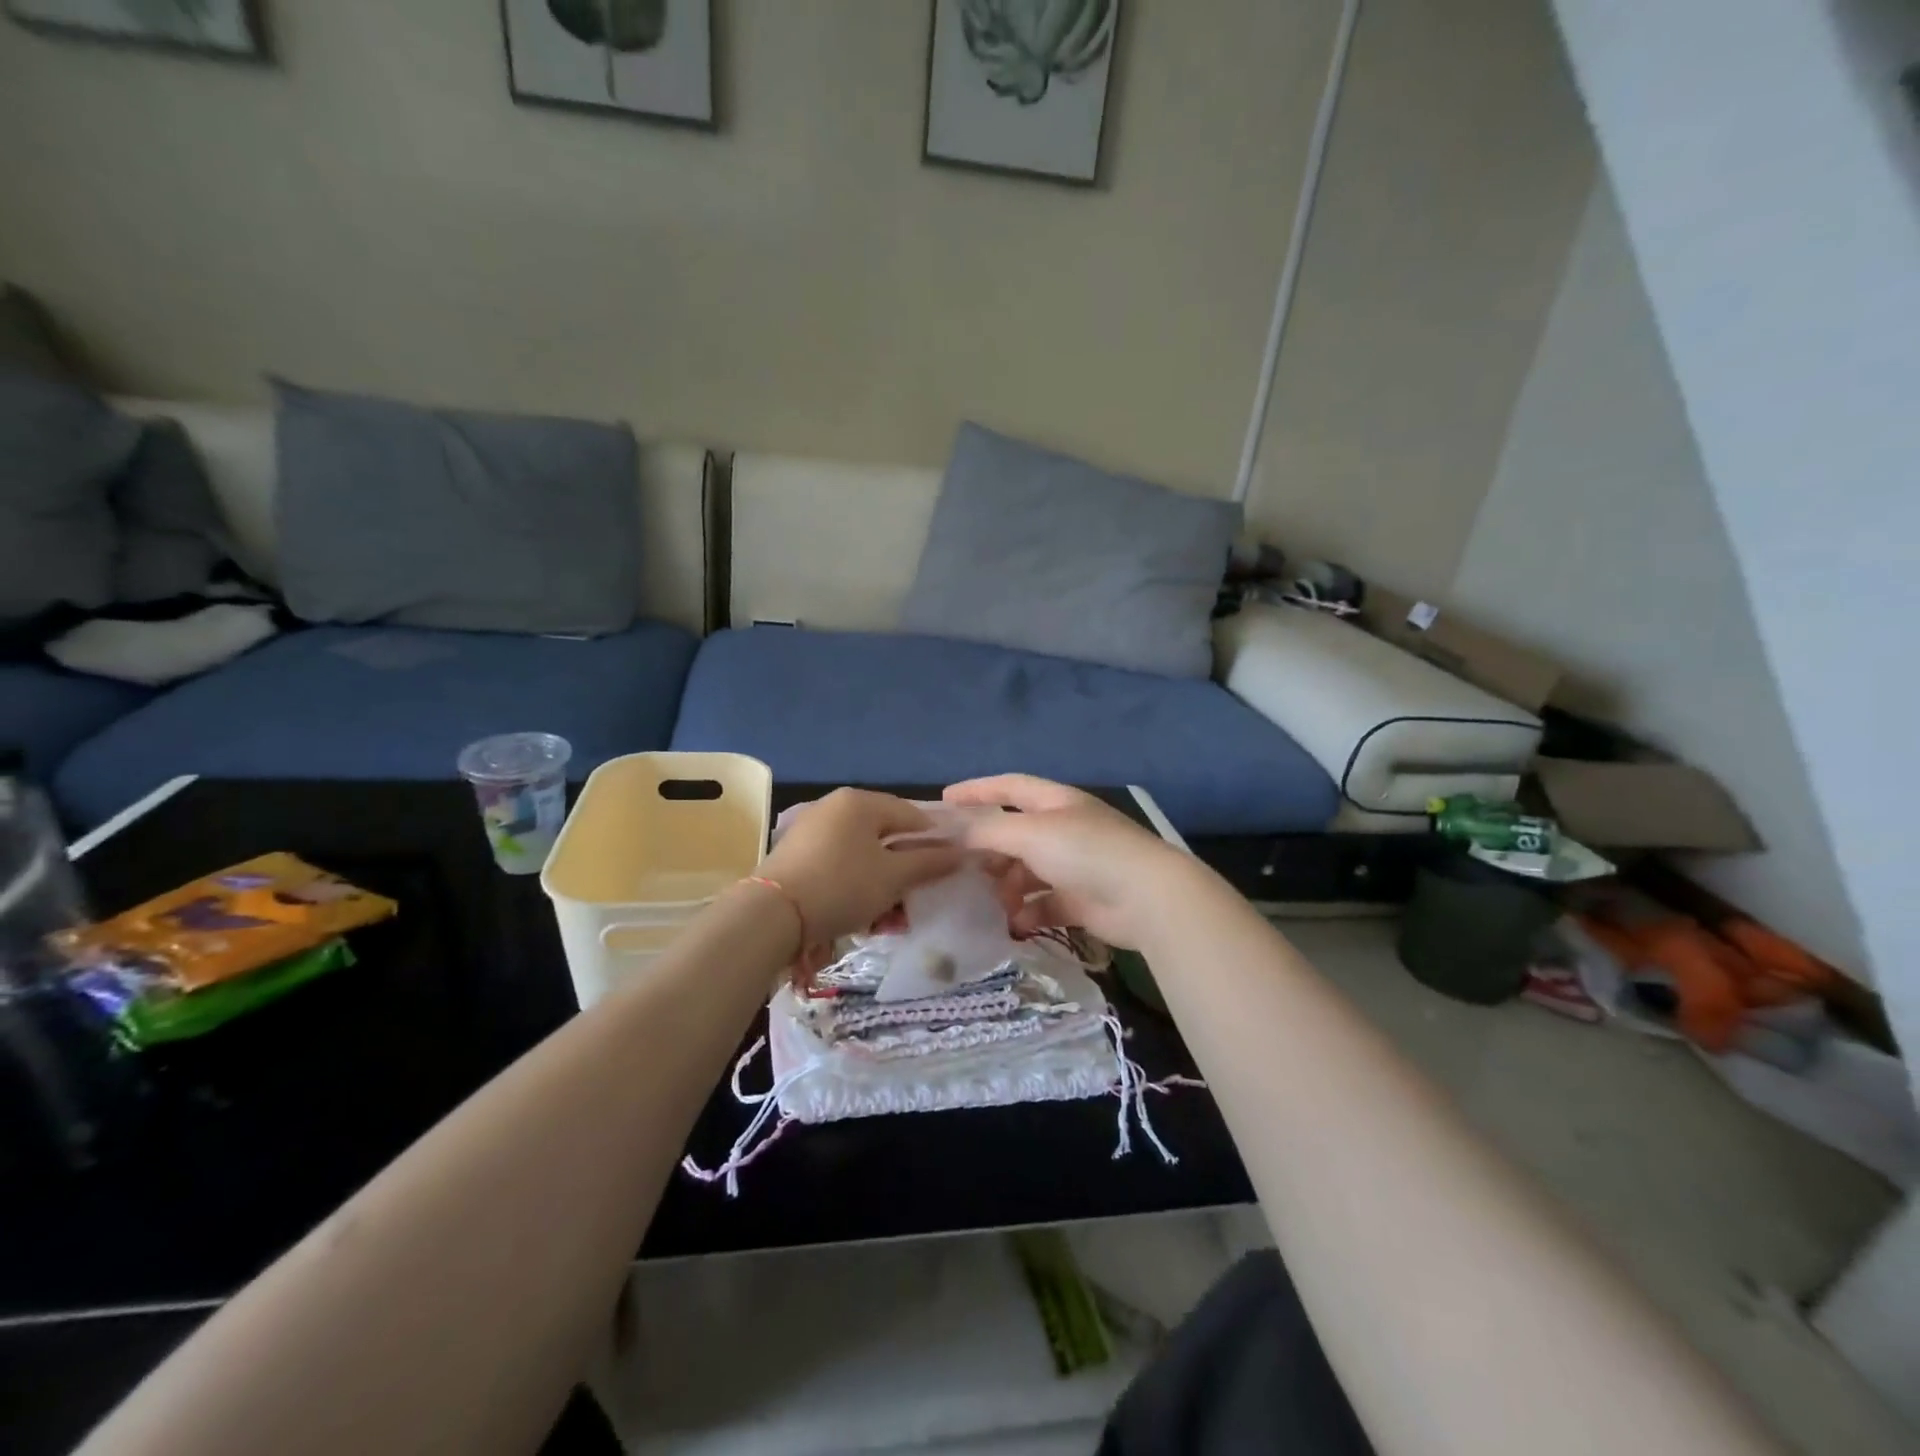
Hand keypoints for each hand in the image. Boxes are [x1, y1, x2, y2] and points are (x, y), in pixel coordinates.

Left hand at [755, 789, 959, 950]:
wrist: (771, 915)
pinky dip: (857, 886)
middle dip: (905, 869)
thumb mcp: (893, 877)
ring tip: (890, 917)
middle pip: (886, 836)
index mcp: (860, 802)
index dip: (934, 841)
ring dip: (882, 884)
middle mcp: (835, 807)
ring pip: (863, 855)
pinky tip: (863, 915)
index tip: (947, 869)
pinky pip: (840, 865)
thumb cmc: (842, 886)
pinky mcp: (798, 855)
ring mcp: (813, 830)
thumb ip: (929, 863)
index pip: (911, 815)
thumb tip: (961, 853)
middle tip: (916, 898)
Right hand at [943, 775, 1197, 949]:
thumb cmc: (1086, 852)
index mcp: (1056, 802)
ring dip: (1006, 886)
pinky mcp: (1081, 900)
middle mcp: (1064, 829)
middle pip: (1015, 833)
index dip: (977, 790)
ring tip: (989, 901)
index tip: (945, 800)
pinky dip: (1027, 912)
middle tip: (961, 866)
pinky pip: (1044, 904)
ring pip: (1027, 872)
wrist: (1147, 898)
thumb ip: (988, 830)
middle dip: (989, 849)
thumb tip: (954, 830)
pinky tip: (1014, 924)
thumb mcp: (1030, 833)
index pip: (1010, 787)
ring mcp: (1074, 866)